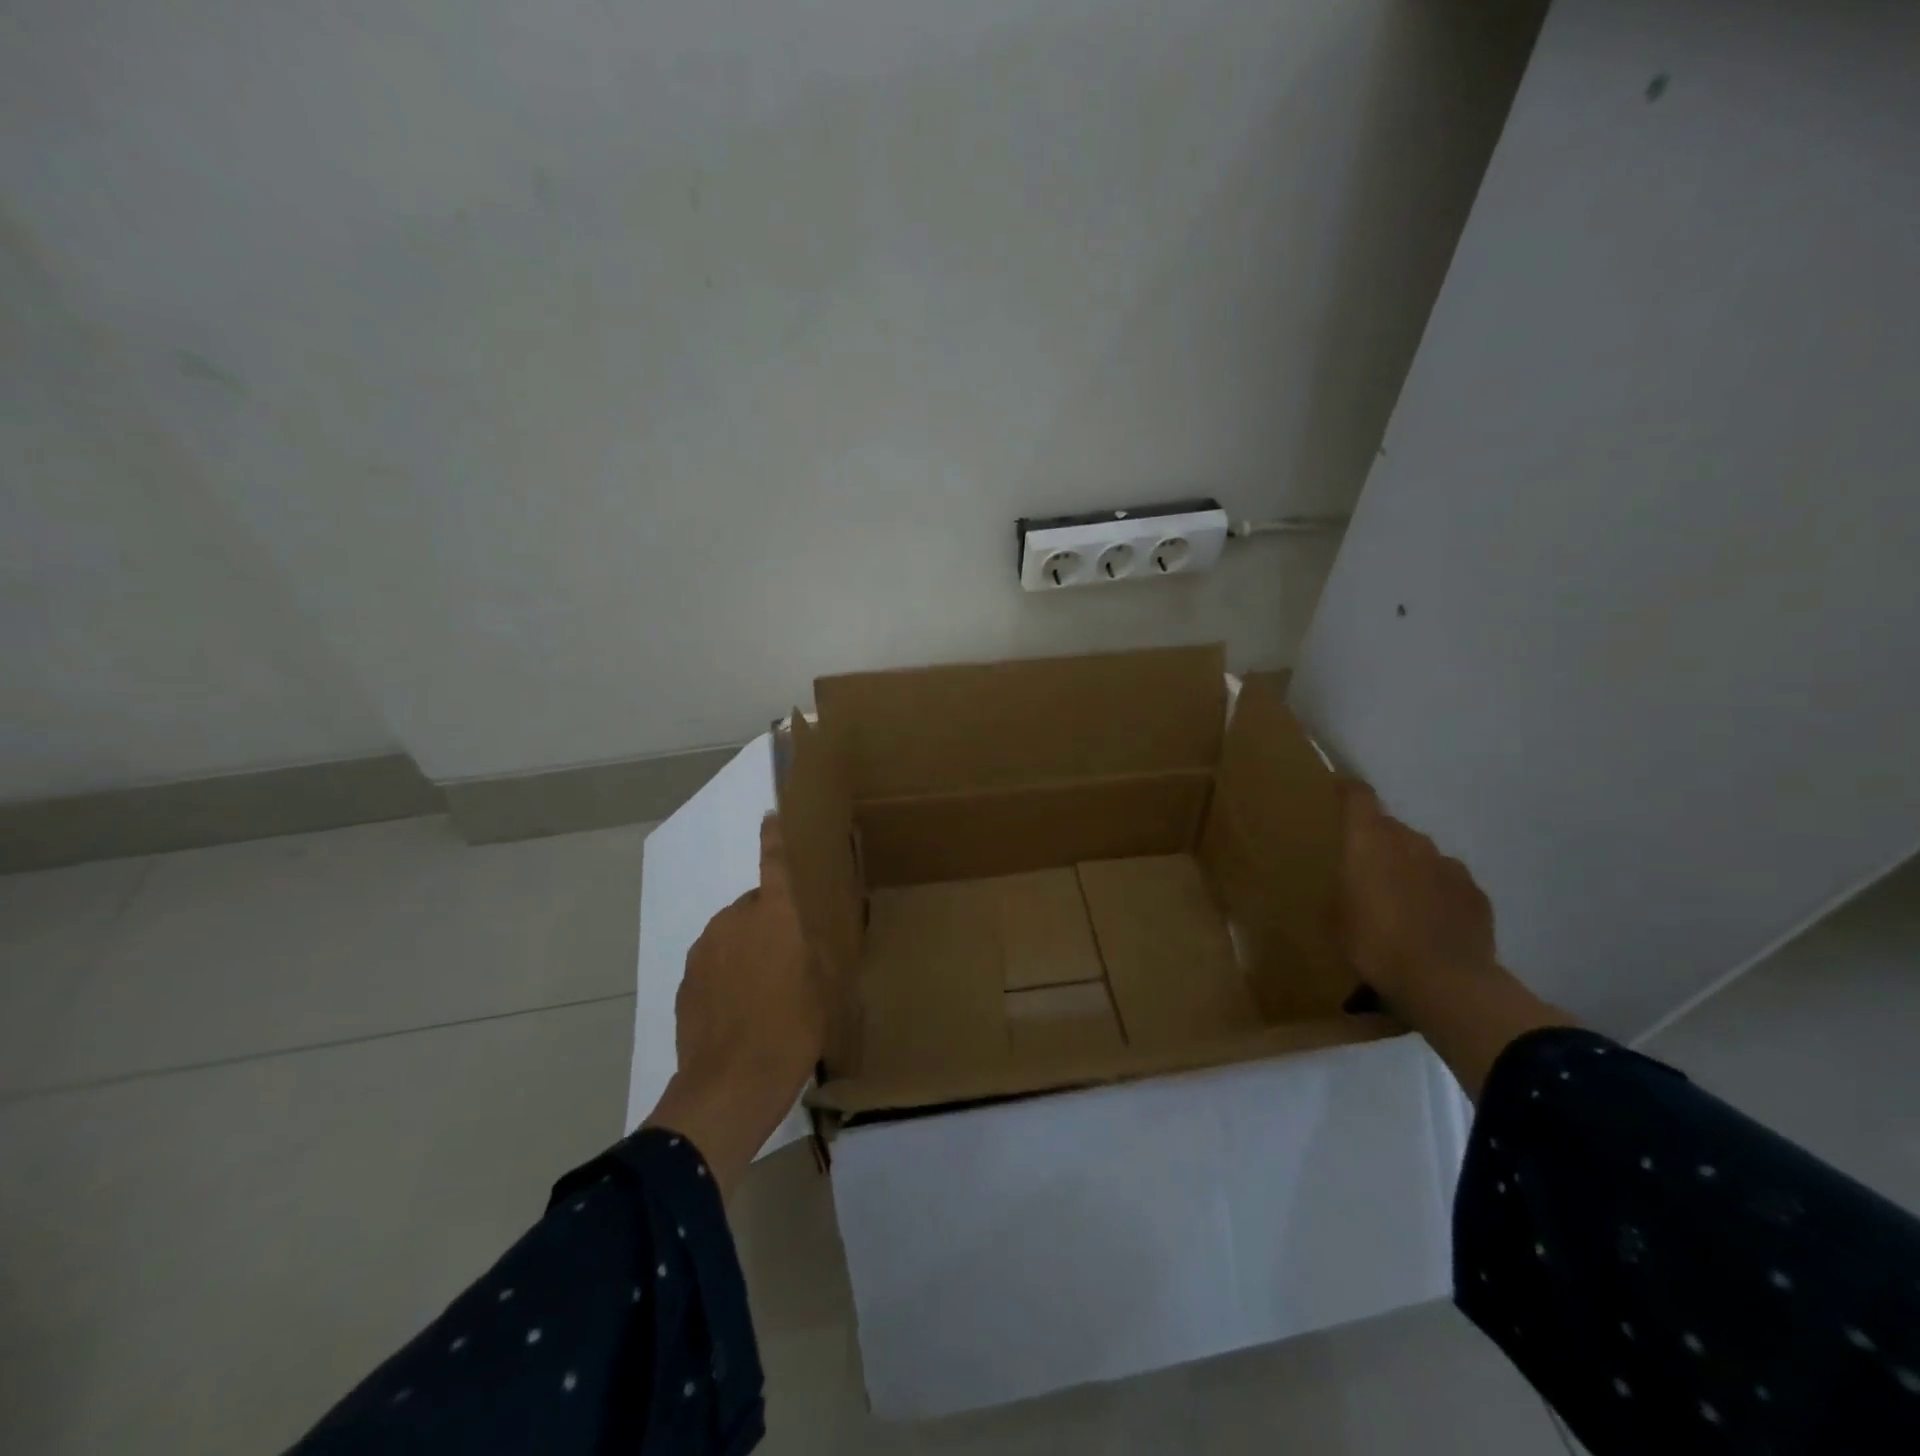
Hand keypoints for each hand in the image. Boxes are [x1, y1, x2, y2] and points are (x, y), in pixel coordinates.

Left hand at [645, 815, 825, 1194]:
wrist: (730, 1085)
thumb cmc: (792, 1030)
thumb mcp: (823, 988)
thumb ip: (812, 952)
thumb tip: (803, 940)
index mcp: (774, 916)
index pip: (775, 863)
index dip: (775, 838)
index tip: (770, 815)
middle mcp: (734, 921)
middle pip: (754, 905)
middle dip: (769, 922)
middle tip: (788, 960)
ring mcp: (704, 950)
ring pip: (731, 935)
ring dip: (746, 949)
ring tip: (763, 992)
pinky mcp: (685, 980)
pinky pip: (712, 962)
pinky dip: (725, 974)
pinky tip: (738, 1010)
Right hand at [1337, 782, 1497, 1006]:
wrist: (1445, 982)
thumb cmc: (1374, 944)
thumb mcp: (1337, 917)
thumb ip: (1345, 886)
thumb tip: (1354, 880)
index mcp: (1370, 841)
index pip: (1359, 797)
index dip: (1349, 791)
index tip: (1339, 791)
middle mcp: (1411, 842)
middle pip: (1392, 829)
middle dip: (1379, 844)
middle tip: (1367, 872)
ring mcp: (1449, 866)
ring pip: (1422, 856)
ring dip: (1410, 869)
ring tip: (1401, 903)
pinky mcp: (1476, 894)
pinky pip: (1449, 883)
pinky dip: (1437, 894)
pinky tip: (1431, 923)